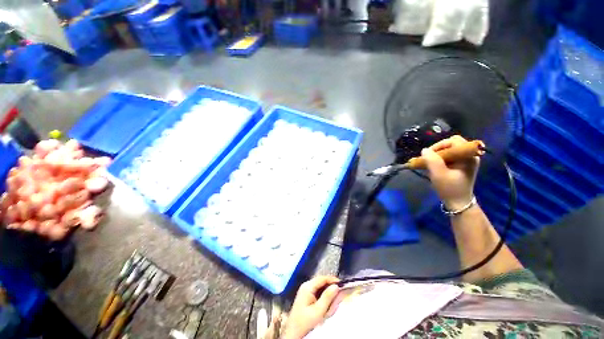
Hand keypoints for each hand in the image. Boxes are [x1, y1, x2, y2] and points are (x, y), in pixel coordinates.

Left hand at [282, 276, 339, 338]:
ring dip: (328, 294)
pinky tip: (327, 305)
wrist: (293, 333)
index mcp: (307, 286)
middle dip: (330, 288)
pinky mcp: (306, 296)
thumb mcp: (318, 311)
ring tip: (333, 302)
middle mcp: (306, 286)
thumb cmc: (305, 322)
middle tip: (339, 295)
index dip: (333, 280)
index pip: (322, 278)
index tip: (343, 285)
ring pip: (320, 288)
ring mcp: (306, 290)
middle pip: (322, 282)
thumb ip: (327, 297)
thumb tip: (336, 286)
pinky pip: (318, 293)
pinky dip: (324, 297)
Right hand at [422, 135, 479, 210]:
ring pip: (449, 150)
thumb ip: (432, 161)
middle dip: (437, 150)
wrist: (458, 203)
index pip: (453, 141)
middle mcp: (469, 156)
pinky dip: (439, 159)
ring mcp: (465, 160)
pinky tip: (433, 166)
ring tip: (429, 163)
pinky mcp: (461, 165)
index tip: (428, 155)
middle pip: (451, 144)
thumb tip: (424, 150)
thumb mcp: (439, 174)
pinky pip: (449, 156)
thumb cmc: (449, 188)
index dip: (439, 145)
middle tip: (428, 158)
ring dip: (437, 155)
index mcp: (468, 156)